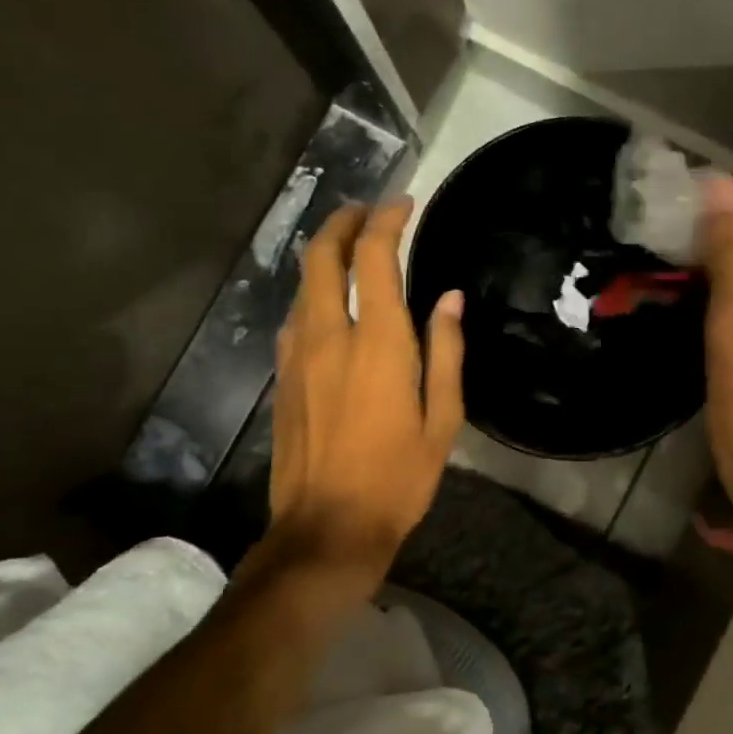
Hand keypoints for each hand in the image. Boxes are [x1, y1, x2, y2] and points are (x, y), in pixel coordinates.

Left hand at [268, 199, 463, 591]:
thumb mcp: (442, 418)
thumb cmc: (399, 477)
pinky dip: (314, 292)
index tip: (404, 205)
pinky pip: (296, 316)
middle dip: (342, 221)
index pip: (374, 257)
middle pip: (321, 256)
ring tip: (353, 249)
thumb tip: (450, 298)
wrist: (327, 528)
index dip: (386, 221)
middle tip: (368, 211)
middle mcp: (329, 336)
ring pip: (303, 283)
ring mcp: (297, 355)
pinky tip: (332, 304)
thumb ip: (446, 351)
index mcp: (378, 343)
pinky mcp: (282, 377)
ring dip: (325, 254)